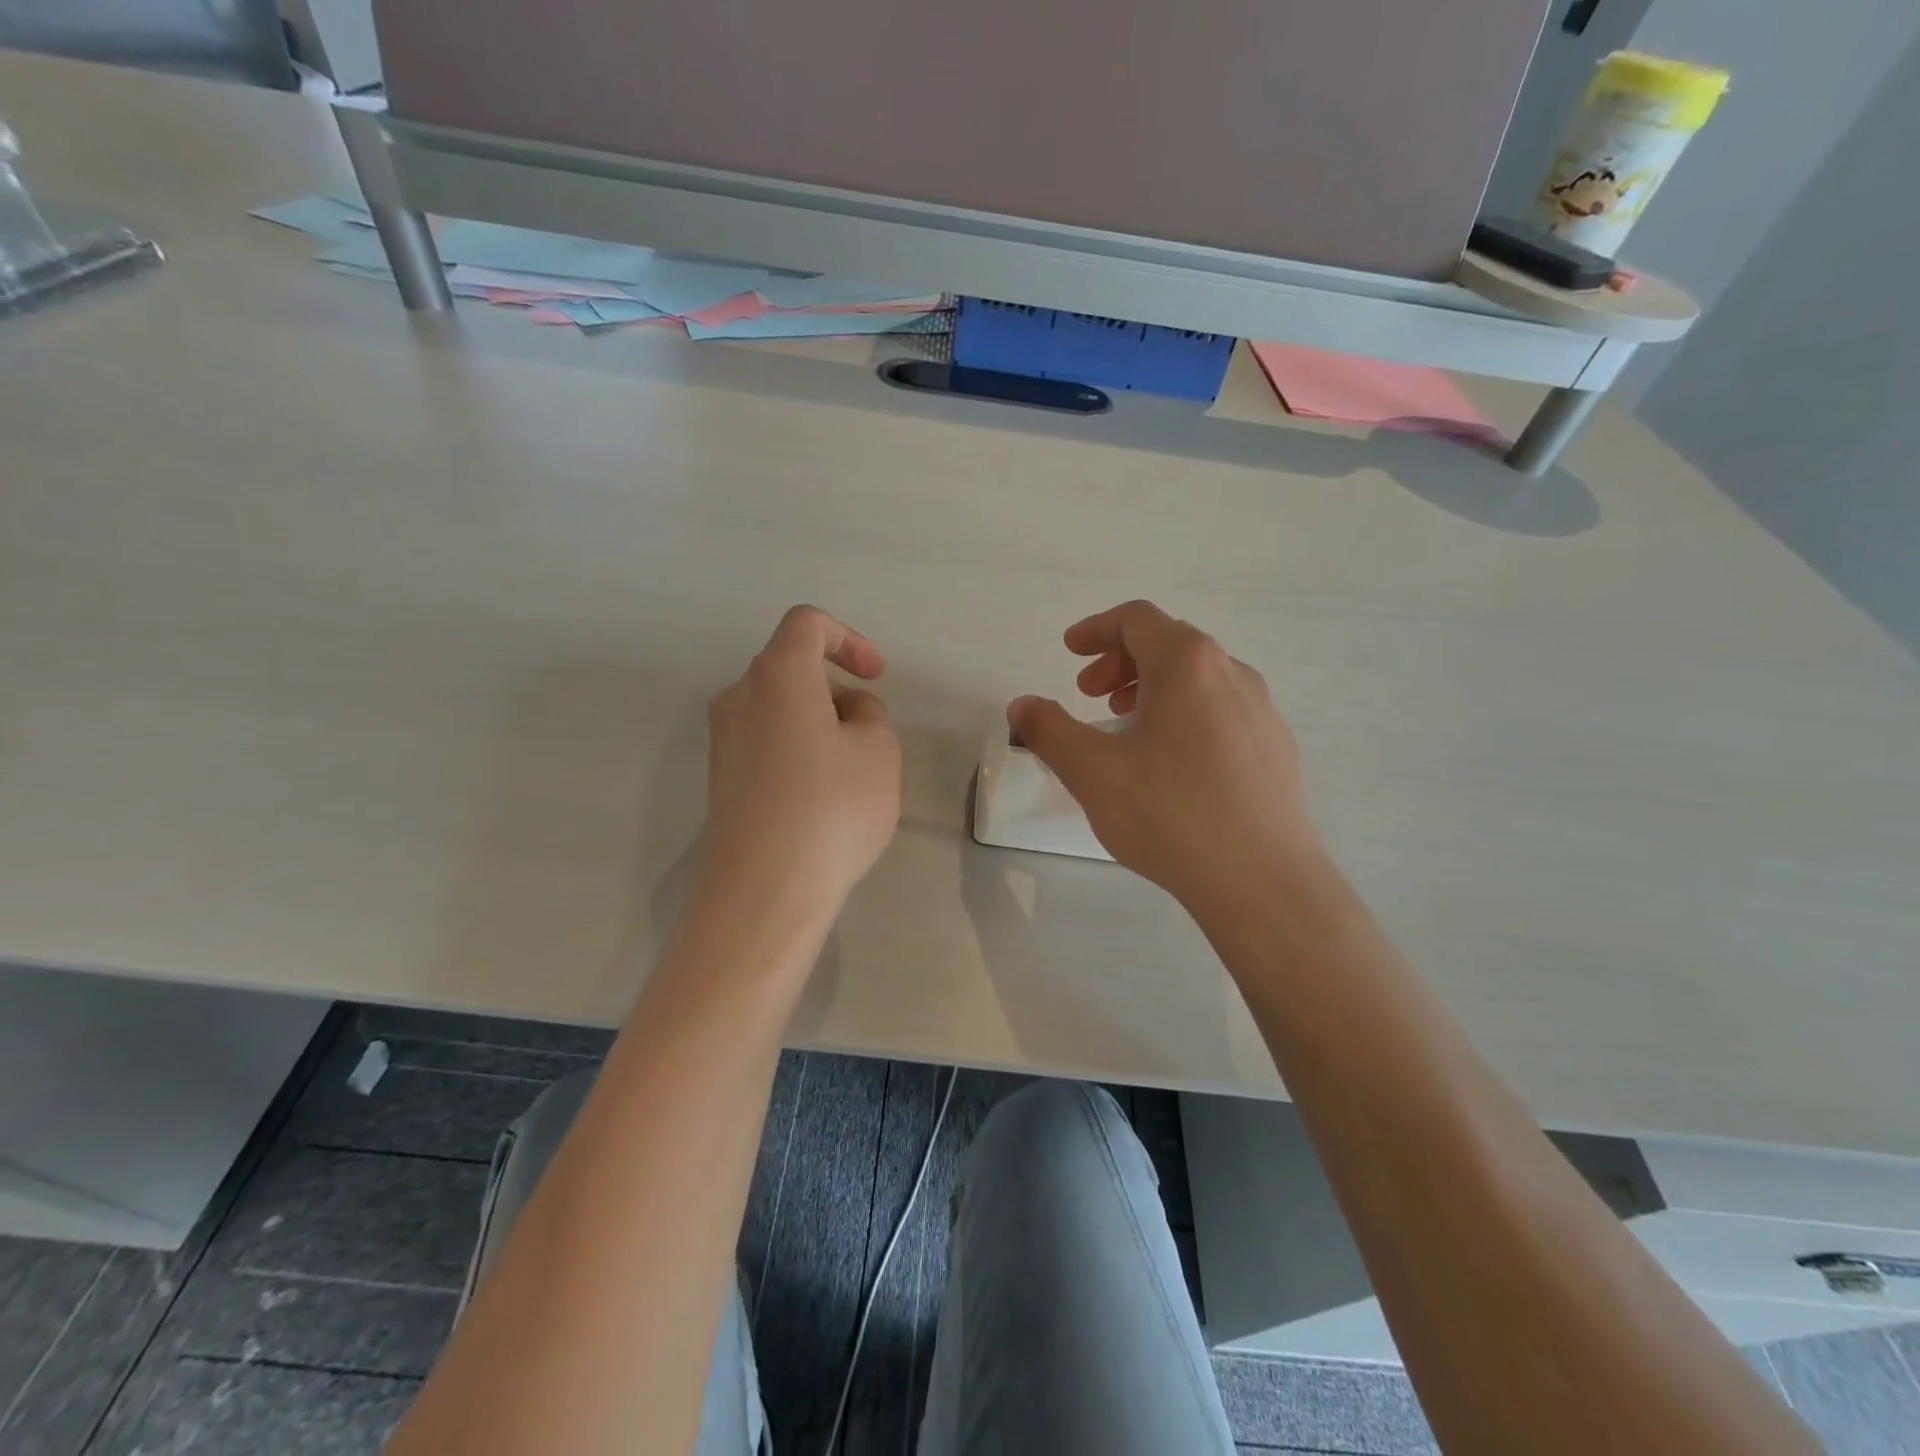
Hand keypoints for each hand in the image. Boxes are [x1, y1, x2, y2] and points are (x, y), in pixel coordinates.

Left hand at [700, 606, 901, 918]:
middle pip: (792, 670)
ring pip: (781, 711)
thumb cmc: (832, 807)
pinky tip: (821, 802)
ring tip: (852, 777)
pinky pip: (767, 745)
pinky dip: (799, 754)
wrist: (765, 889)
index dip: (848, 639)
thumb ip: (869, 714)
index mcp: (777, 674)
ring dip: (820, 726)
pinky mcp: (721, 780)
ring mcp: (723, 741)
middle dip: (838, 692)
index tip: (875, 677)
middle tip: (870, 739)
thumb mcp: (879, 750)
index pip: (807, 624)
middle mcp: (739, 697)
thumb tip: (844, 714)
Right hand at [1007, 600, 1324, 916]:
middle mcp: (1232, 673)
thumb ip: (1049, 730)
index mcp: (1188, 664)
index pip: (1137, 620)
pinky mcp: (1276, 749)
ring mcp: (1262, 711)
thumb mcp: (1092, 771)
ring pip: (1199, 679)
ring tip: (1126, 727)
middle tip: (1090, 694)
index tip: (1070, 651)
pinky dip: (1185, 715)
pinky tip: (1171, 764)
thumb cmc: (1170, 814)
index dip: (1096, 628)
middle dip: (1121, 661)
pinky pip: (1222, 711)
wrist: (1262, 881)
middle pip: (1170, 644)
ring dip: (1153, 688)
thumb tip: (1022, 706)